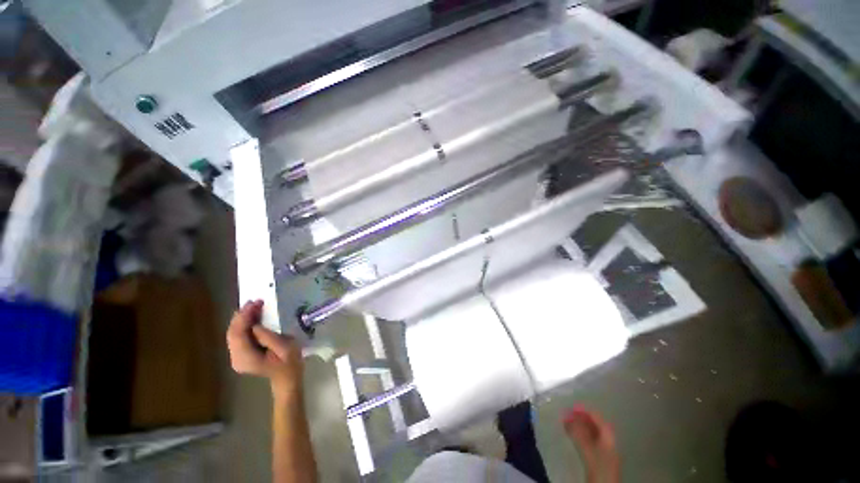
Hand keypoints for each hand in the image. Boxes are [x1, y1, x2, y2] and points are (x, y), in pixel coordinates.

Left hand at [227, 300, 302, 399]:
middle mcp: (236, 358)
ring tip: (254, 306)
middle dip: (242, 315)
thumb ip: (268, 336)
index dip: (243, 317)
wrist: (288, 378)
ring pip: (234, 334)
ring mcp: (237, 357)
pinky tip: (253, 316)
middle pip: (232, 333)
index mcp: (246, 358)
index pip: (238, 334)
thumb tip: (255, 325)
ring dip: (243, 319)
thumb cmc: (290, 362)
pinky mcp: (241, 355)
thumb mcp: (285, 347)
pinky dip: (244, 325)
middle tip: (255, 301)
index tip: (255, 303)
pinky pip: (238, 337)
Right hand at [563, 406, 619, 482]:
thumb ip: (578, 432)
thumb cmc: (599, 465)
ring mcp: (603, 449)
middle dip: (580, 418)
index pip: (597, 418)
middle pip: (594, 425)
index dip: (585, 411)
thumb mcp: (588, 448)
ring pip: (590, 433)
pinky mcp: (597, 457)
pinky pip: (588, 440)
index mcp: (608, 436)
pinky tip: (571, 434)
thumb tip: (567, 416)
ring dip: (578, 426)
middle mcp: (607, 440)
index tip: (572, 406)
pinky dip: (579, 435)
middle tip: (566, 413)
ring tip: (565, 421)